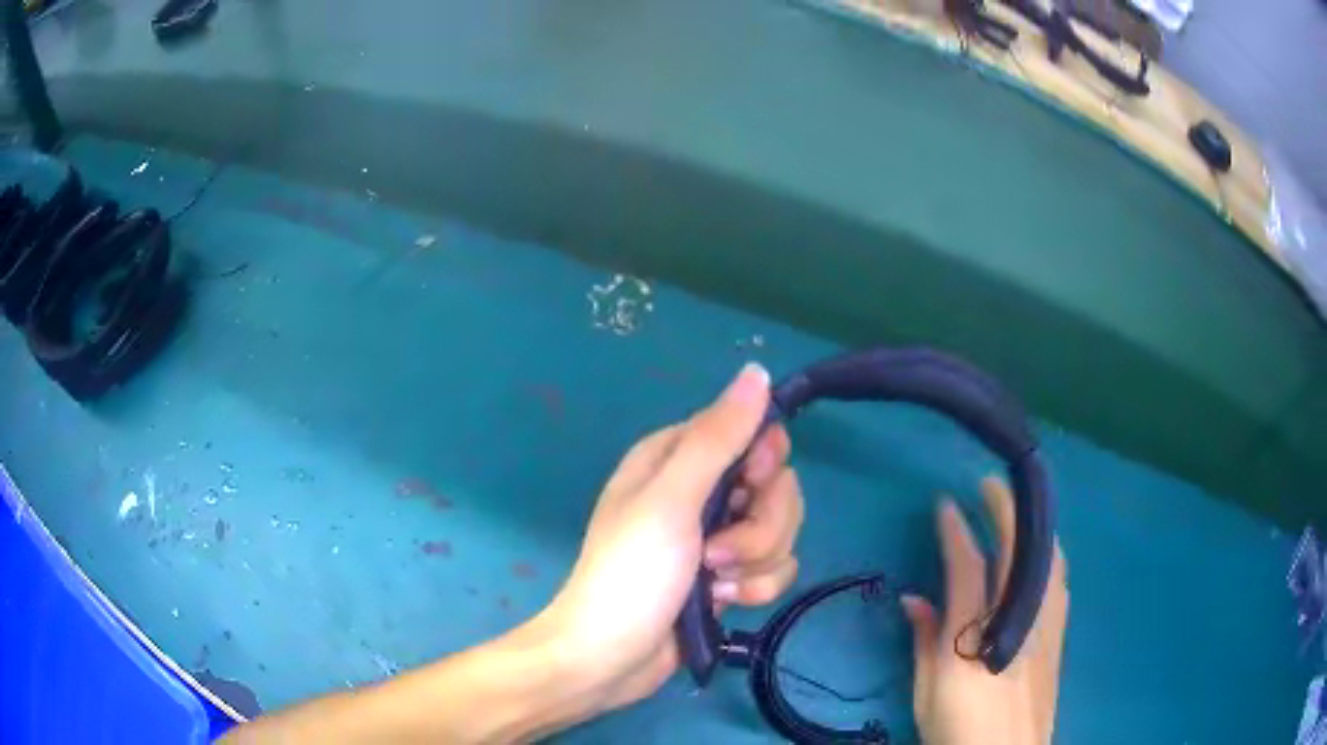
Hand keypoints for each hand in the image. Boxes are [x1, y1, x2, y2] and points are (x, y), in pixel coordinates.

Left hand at [542, 363, 803, 717]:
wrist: (610, 659)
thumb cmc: (631, 574)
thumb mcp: (671, 500)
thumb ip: (718, 437)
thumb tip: (758, 371)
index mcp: (676, 458)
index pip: (751, 433)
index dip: (763, 461)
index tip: (753, 487)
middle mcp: (699, 491)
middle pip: (775, 487)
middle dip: (761, 526)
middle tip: (717, 552)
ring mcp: (715, 538)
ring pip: (780, 530)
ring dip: (755, 562)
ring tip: (715, 584)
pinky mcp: (729, 577)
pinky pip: (774, 568)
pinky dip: (755, 588)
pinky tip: (724, 603)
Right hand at [901, 478, 1068, 744]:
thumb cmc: (958, 731)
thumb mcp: (927, 694)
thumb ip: (923, 643)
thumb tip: (913, 598)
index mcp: (973, 637)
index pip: (967, 568)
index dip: (956, 532)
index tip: (946, 503)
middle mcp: (1015, 621)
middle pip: (1016, 552)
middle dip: (1005, 510)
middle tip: (990, 485)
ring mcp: (1045, 626)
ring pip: (1046, 559)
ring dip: (1031, 527)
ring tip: (1016, 513)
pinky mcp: (1059, 636)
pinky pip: (1058, 581)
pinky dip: (1047, 556)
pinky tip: (1041, 556)